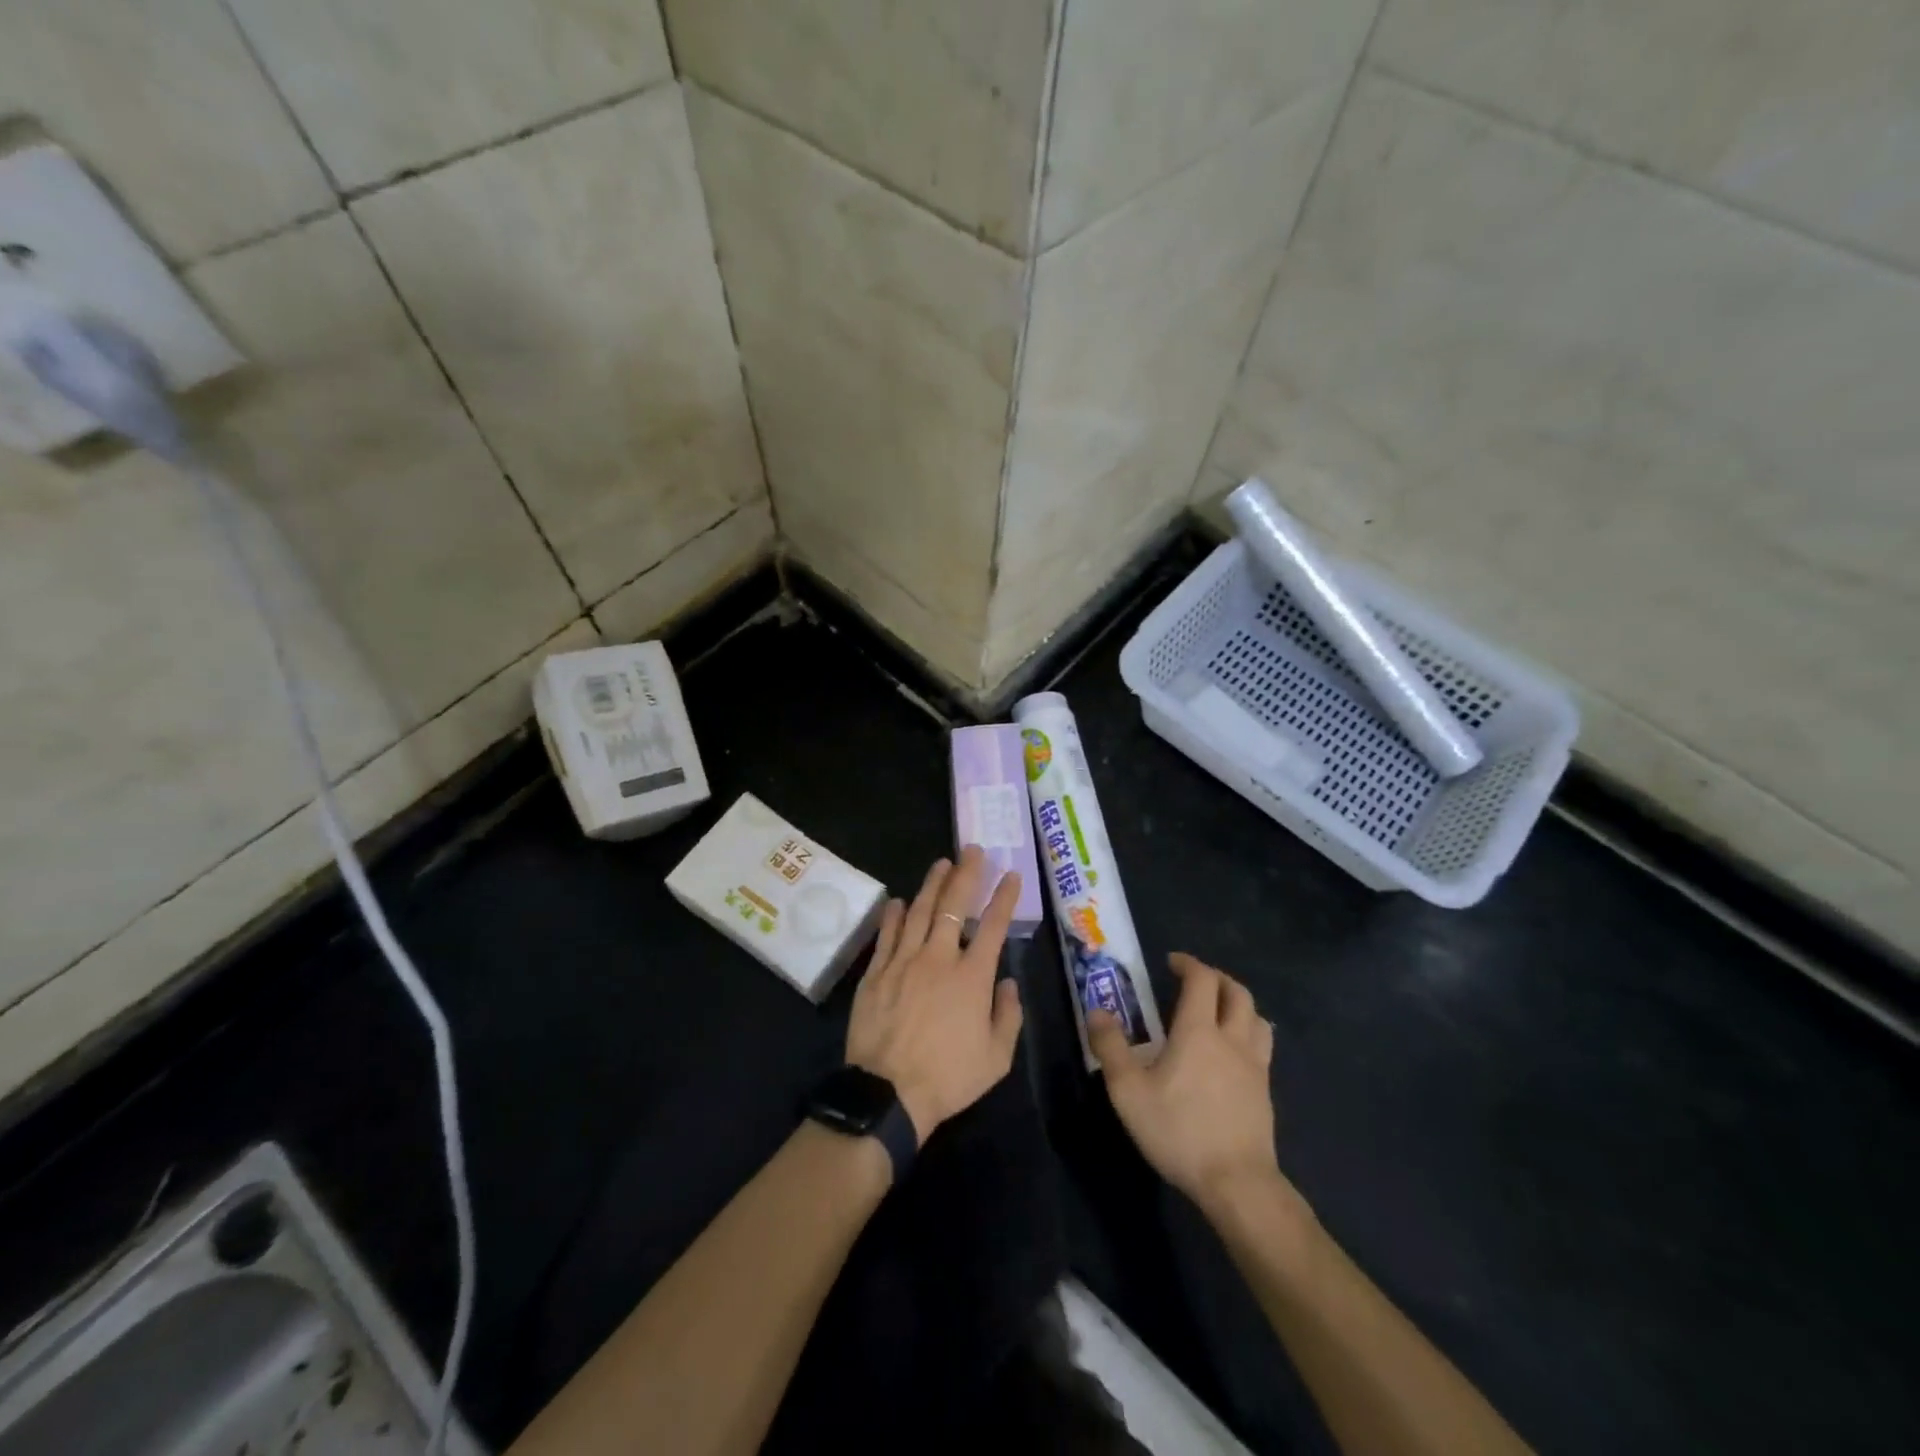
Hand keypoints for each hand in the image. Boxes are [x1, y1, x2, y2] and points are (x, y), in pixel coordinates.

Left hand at [846, 847, 1024, 1145]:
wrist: (888, 1093)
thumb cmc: (949, 1077)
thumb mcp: (996, 1057)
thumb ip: (1008, 1015)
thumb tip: (1008, 983)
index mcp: (972, 976)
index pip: (994, 926)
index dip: (1004, 897)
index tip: (1011, 875)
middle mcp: (938, 958)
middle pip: (954, 906)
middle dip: (966, 874)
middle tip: (972, 850)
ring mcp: (903, 961)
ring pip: (918, 911)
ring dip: (932, 884)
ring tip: (942, 863)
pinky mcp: (876, 972)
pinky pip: (887, 935)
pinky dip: (893, 915)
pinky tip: (898, 900)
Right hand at [1088, 953, 1280, 1214]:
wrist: (1237, 1183)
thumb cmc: (1179, 1131)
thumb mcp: (1129, 1092)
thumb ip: (1110, 1048)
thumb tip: (1097, 1012)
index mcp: (1198, 1031)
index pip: (1202, 980)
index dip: (1188, 964)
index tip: (1171, 963)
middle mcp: (1232, 1039)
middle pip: (1237, 992)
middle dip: (1216, 978)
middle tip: (1194, 980)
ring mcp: (1255, 1066)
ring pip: (1257, 1017)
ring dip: (1238, 1003)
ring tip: (1218, 1011)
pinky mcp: (1265, 1092)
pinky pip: (1262, 1046)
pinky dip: (1248, 1033)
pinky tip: (1232, 1052)